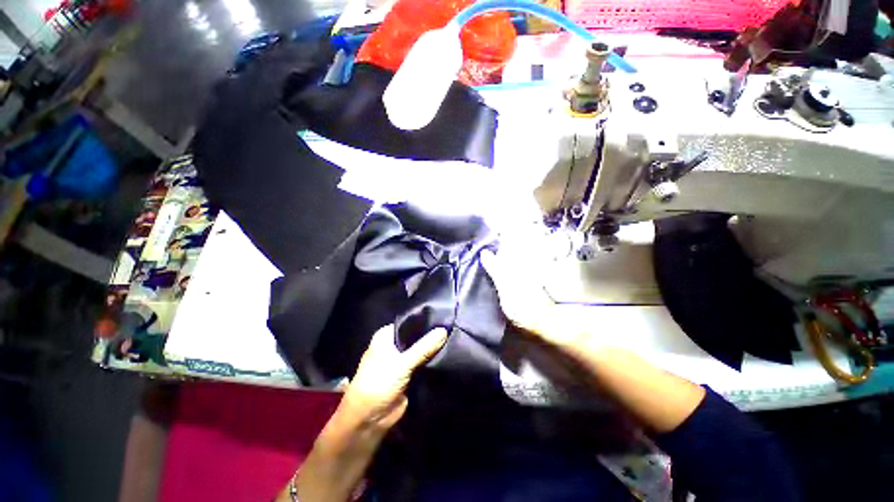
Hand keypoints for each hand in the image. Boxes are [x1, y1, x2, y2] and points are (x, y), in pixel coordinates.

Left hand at [341, 324, 447, 429]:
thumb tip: (444, 330)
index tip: (444, 319)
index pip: (409, 323)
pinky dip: (432, 362)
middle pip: (416, 337)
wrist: (369, 420)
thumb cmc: (379, 383)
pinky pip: (423, 364)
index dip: (425, 321)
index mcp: (386, 336)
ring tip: (454, 340)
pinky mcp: (409, 375)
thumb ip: (424, 347)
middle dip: (431, 336)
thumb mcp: (402, 363)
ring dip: (433, 350)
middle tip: (452, 329)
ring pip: (421, 351)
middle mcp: (393, 345)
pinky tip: (449, 356)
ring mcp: (401, 361)